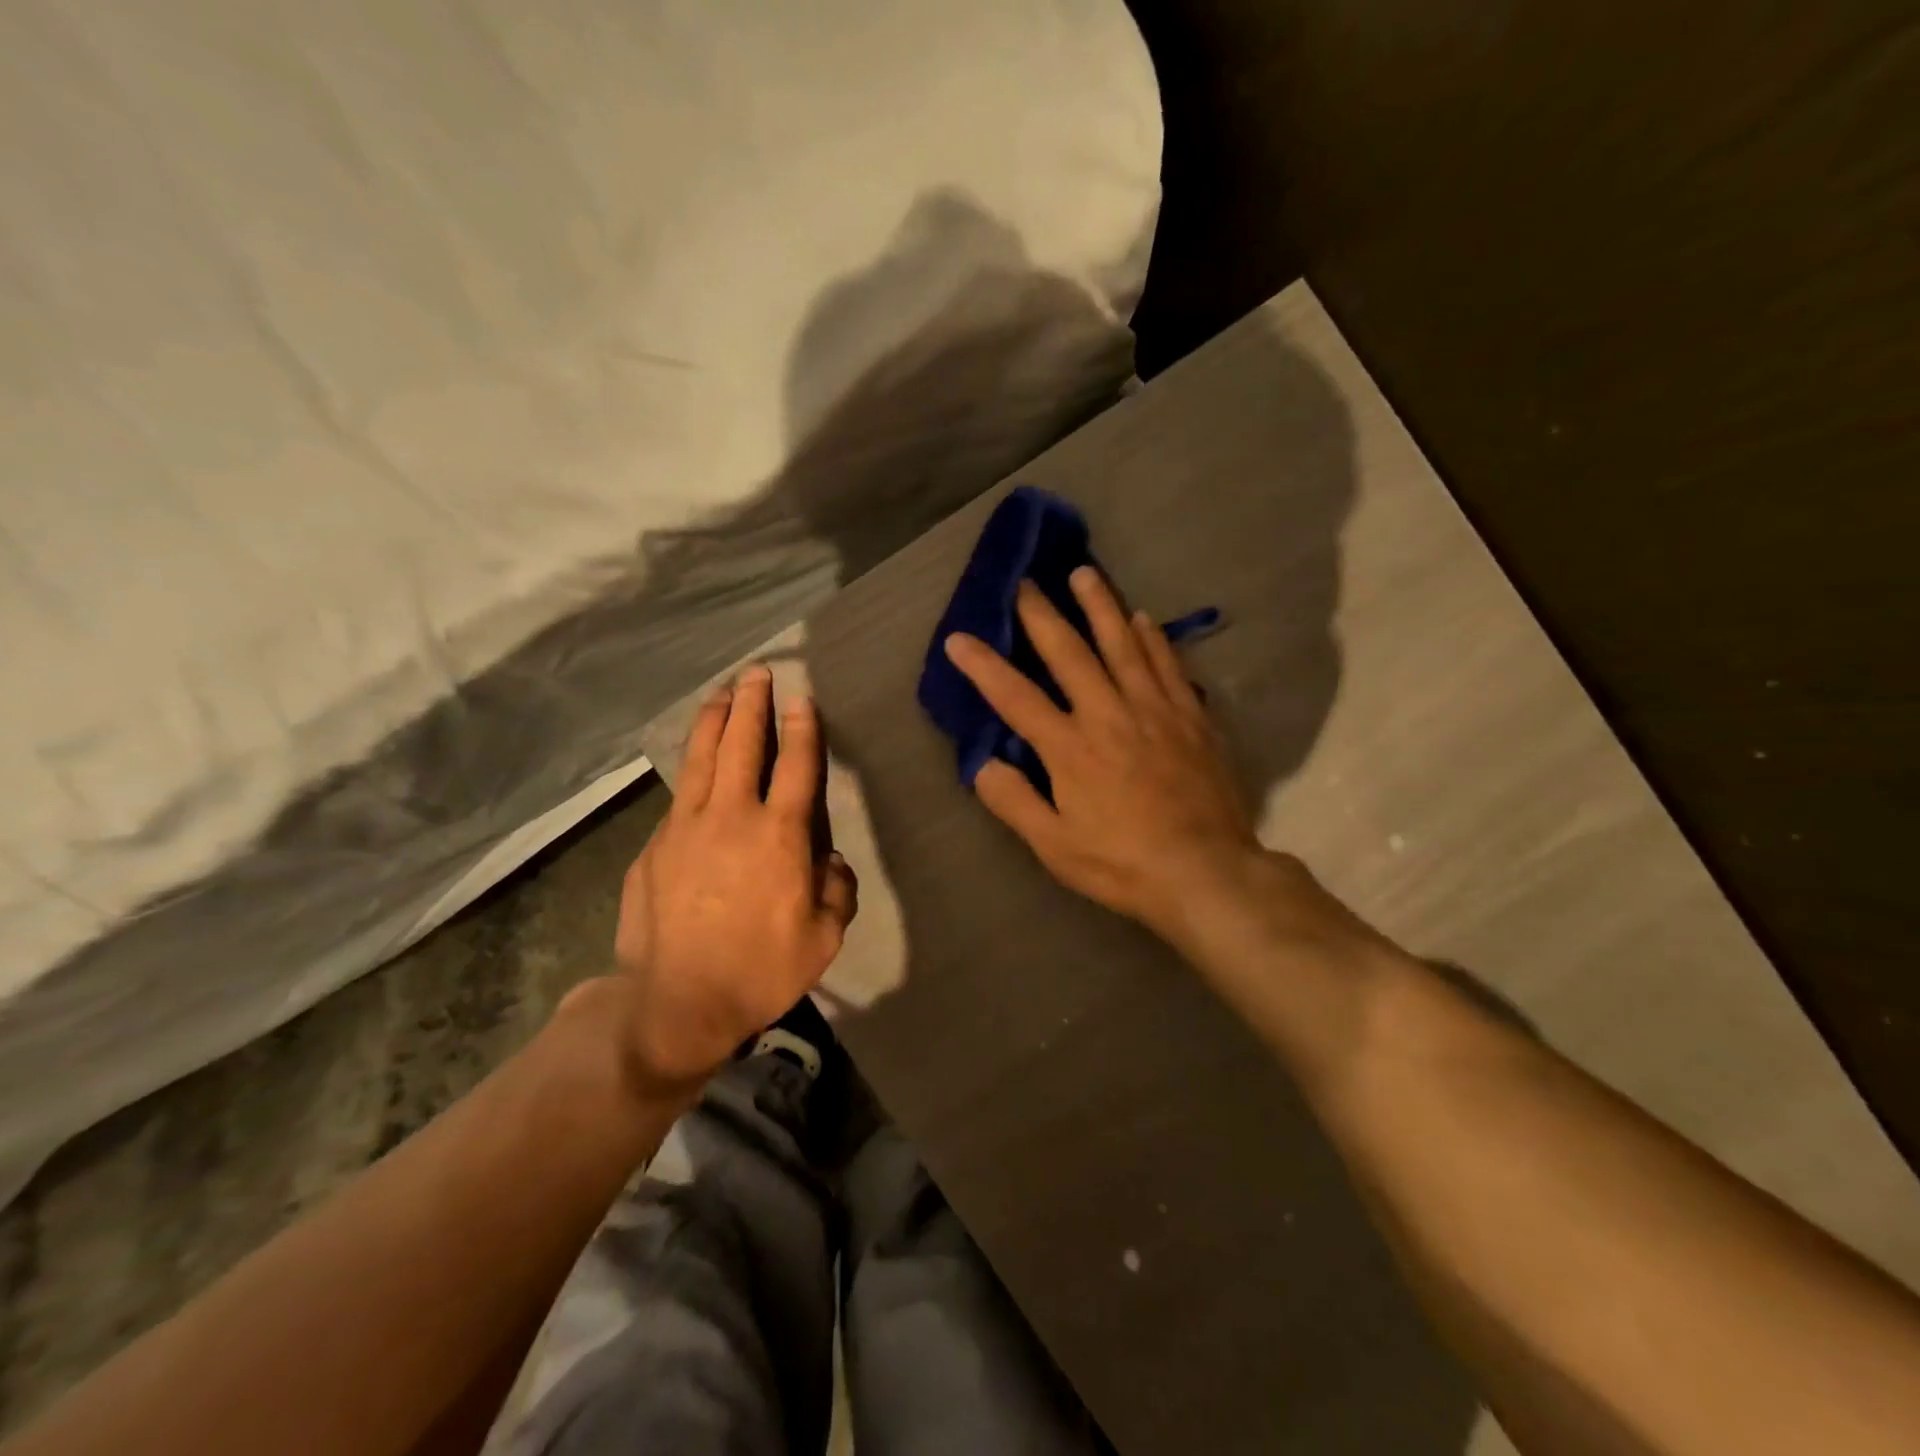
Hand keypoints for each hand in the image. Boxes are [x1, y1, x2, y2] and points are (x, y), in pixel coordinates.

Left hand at [610, 667, 857, 1091]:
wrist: (674, 1002)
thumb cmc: (760, 970)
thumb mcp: (823, 937)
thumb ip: (836, 889)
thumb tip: (830, 861)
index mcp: (781, 835)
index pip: (797, 765)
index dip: (802, 727)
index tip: (801, 698)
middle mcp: (733, 816)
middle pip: (743, 744)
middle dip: (752, 703)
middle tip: (756, 672)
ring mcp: (685, 827)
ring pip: (701, 757)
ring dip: (714, 719)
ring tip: (721, 692)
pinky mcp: (653, 846)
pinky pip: (679, 798)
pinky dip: (691, 772)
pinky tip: (694, 768)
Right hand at [943, 567, 1262, 941]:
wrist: (1206, 872)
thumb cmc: (1122, 864)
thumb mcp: (1054, 846)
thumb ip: (1014, 802)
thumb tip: (984, 764)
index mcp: (1070, 748)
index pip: (1015, 697)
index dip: (983, 666)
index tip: (959, 638)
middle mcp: (1109, 715)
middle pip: (1069, 654)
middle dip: (1041, 615)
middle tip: (1025, 581)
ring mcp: (1154, 711)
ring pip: (1123, 645)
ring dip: (1100, 607)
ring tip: (1084, 574)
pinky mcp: (1191, 717)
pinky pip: (1168, 665)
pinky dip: (1153, 638)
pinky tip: (1144, 618)